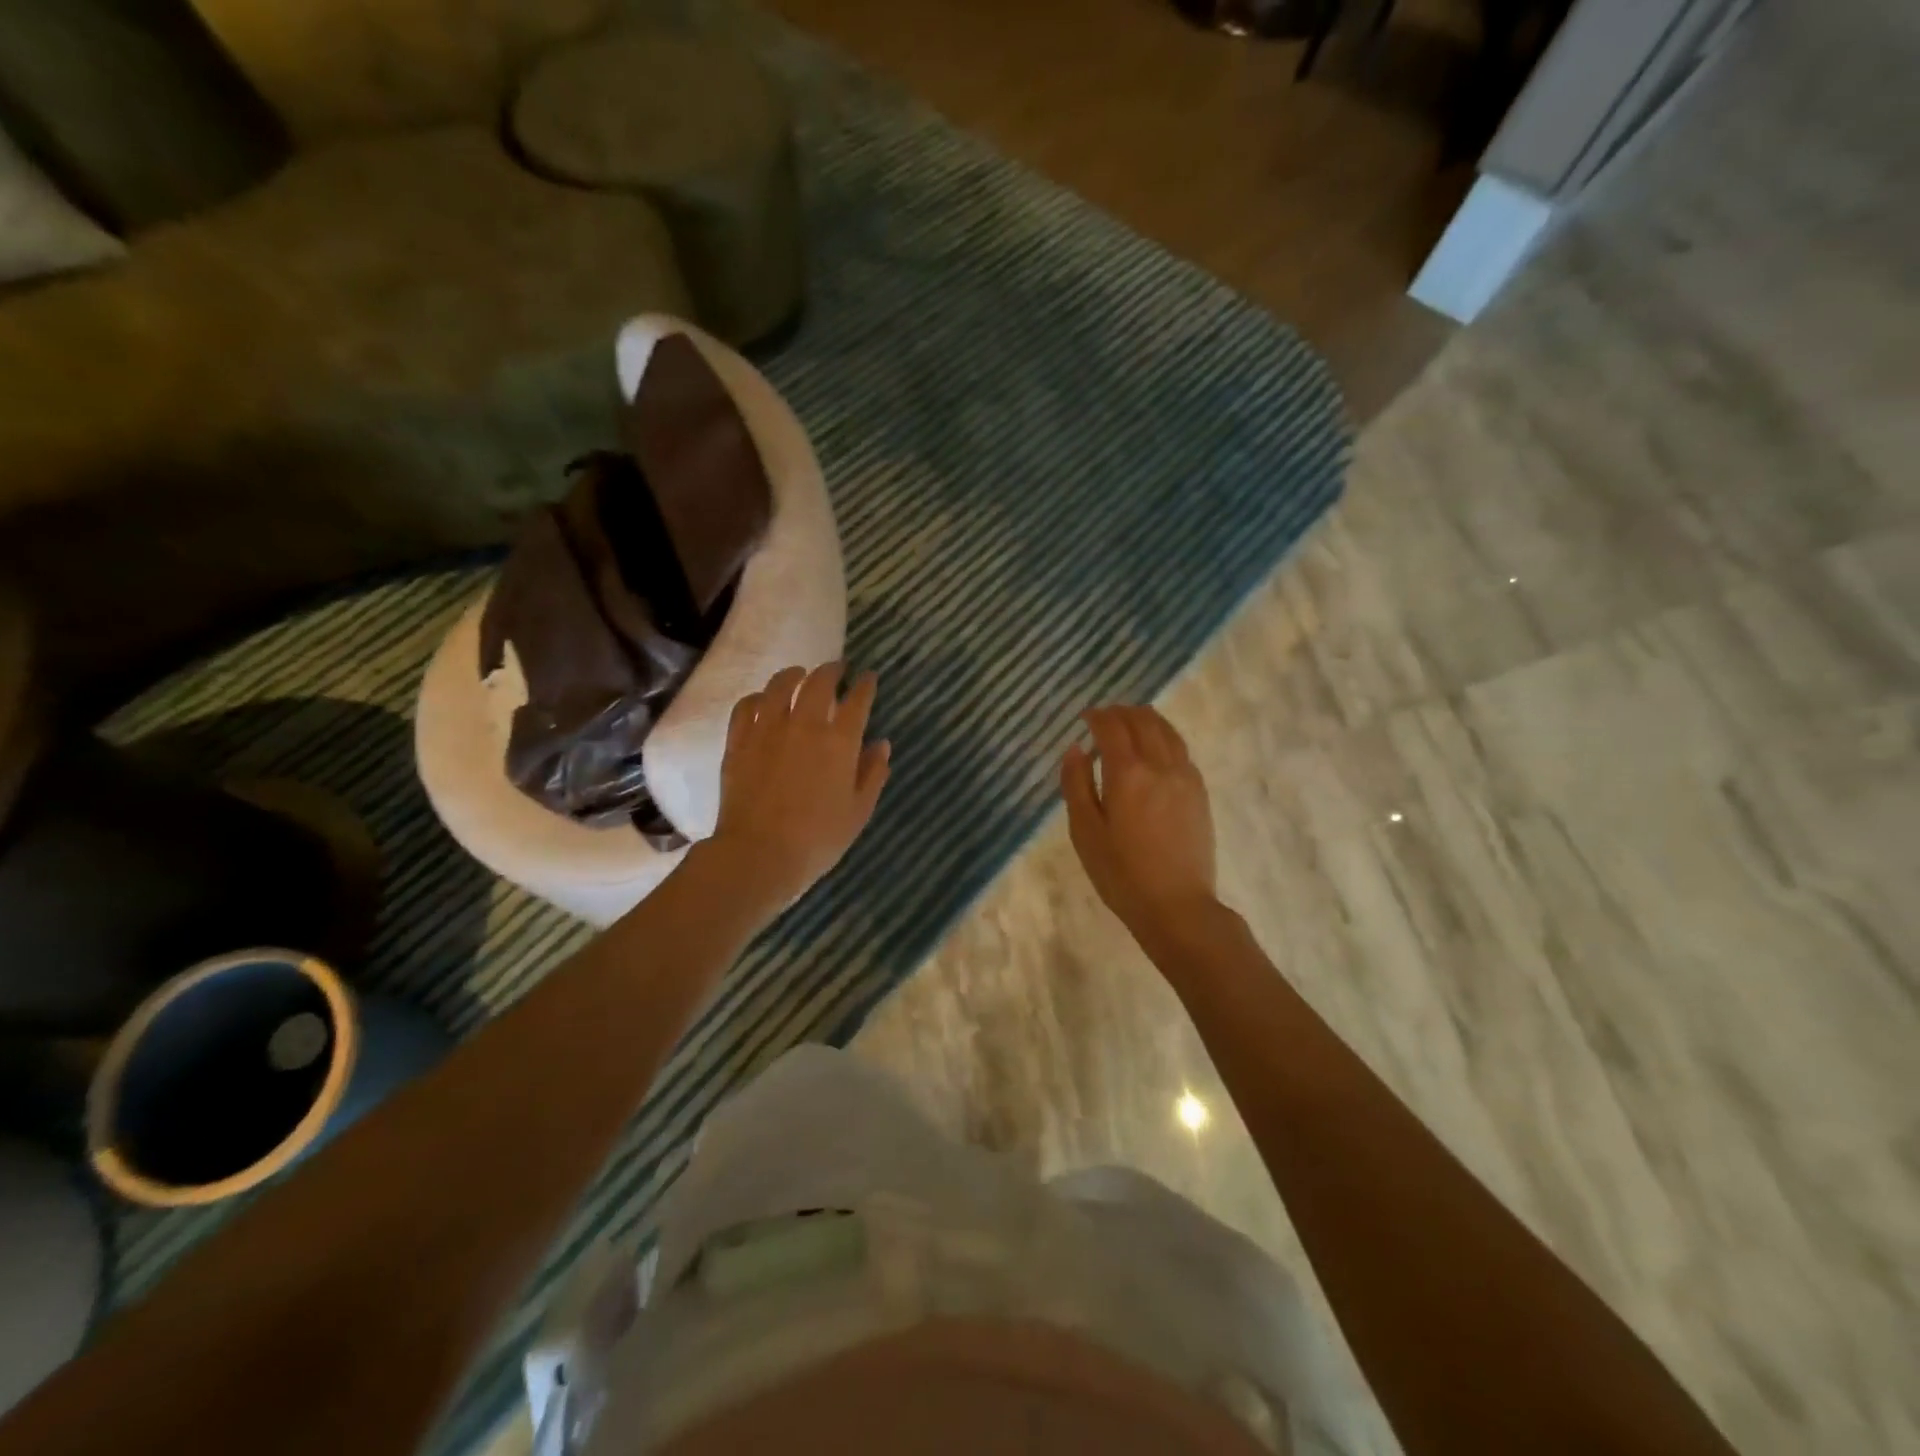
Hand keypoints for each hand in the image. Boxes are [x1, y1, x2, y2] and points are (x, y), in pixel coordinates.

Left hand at [708, 663, 891, 910]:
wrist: (759, 854)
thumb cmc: (817, 839)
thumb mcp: (858, 811)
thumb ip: (872, 774)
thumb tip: (881, 744)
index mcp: (839, 742)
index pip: (857, 701)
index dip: (866, 686)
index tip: (869, 678)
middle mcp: (804, 725)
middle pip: (818, 683)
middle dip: (831, 670)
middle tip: (837, 669)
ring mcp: (767, 730)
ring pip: (779, 686)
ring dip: (793, 675)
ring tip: (799, 674)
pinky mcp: (739, 741)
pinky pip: (746, 706)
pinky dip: (757, 697)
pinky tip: (761, 700)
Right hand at [1061, 705, 1217, 943]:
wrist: (1176, 906)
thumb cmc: (1121, 874)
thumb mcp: (1085, 832)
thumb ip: (1076, 785)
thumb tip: (1075, 749)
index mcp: (1128, 774)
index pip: (1112, 728)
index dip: (1097, 716)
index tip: (1084, 717)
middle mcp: (1160, 766)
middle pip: (1143, 721)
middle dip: (1121, 713)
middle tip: (1104, 716)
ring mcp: (1185, 778)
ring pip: (1167, 731)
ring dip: (1146, 719)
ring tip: (1130, 721)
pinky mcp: (1199, 792)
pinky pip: (1181, 749)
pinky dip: (1164, 737)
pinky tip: (1155, 748)